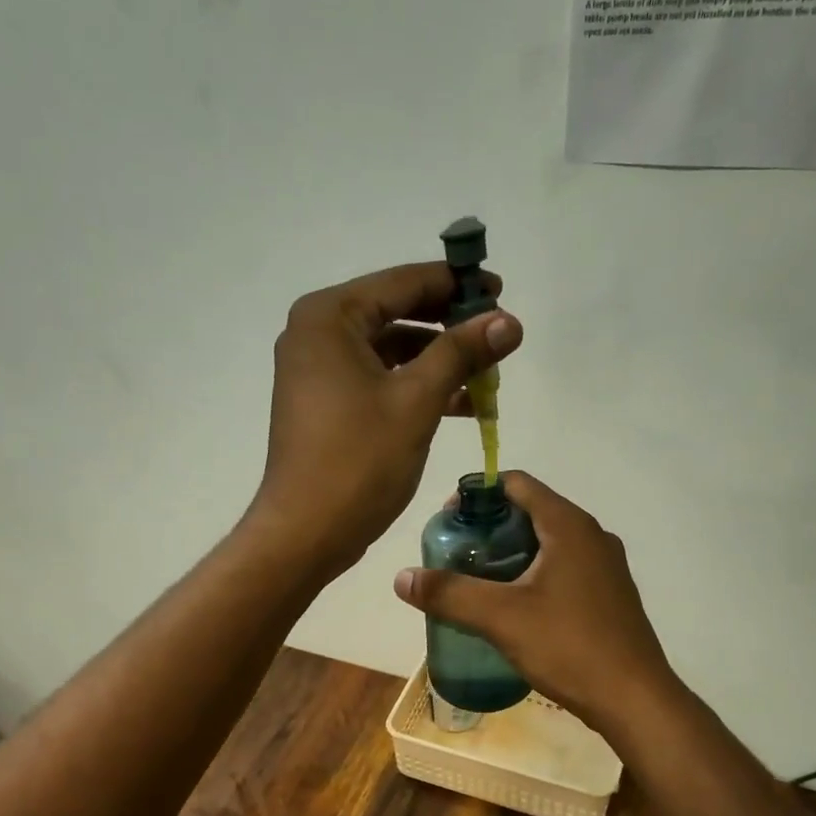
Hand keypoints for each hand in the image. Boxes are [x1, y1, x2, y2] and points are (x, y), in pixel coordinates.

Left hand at [248, 263, 522, 577]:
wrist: (306, 532)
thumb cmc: (358, 461)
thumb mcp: (417, 401)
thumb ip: (462, 352)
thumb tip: (509, 320)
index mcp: (330, 317)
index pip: (403, 283)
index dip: (456, 285)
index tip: (501, 291)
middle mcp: (317, 334)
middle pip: (396, 313)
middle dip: (450, 326)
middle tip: (499, 335)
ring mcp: (317, 370)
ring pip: (390, 350)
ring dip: (438, 361)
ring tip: (488, 376)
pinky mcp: (325, 403)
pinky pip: (378, 379)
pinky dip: (415, 387)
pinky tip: (460, 404)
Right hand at [391, 472, 680, 735]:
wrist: (634, 699)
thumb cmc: (569, 646)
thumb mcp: (501, 618)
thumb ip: (449, 593)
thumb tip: (401, 577)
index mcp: (569, 526)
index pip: (518, 484)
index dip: (478, 493)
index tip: (448, 521)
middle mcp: (592, 536)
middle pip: (531, 512)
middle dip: (490, 528)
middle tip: (457, 556)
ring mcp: (605, 566)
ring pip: (548, 544)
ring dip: (510, 554)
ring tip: (477, 582)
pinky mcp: (609, 595)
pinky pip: (563, 569)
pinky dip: (533, 575)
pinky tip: (514, 608)